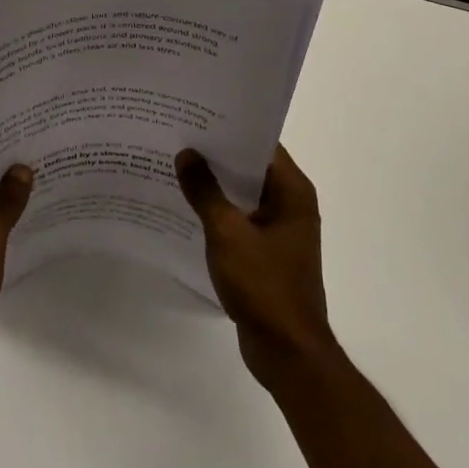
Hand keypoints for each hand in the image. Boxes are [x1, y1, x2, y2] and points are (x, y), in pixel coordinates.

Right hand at [177, 145, 336, 390]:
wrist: (287, 352)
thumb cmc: (264, 286)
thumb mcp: (228, 233)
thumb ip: (205, 191)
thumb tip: (187, 153)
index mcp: (292, 191)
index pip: (261, 144)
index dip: (230, 128)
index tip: (196, 115)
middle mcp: (291, 203)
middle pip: (250, 166)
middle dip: (216, 154)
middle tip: (177, 135)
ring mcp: (280, 229)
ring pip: (243, 193)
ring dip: (215, 183)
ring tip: (175, 165)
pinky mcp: (267, 252)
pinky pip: (240, 218)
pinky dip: (218, 210)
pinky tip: (187, 206)